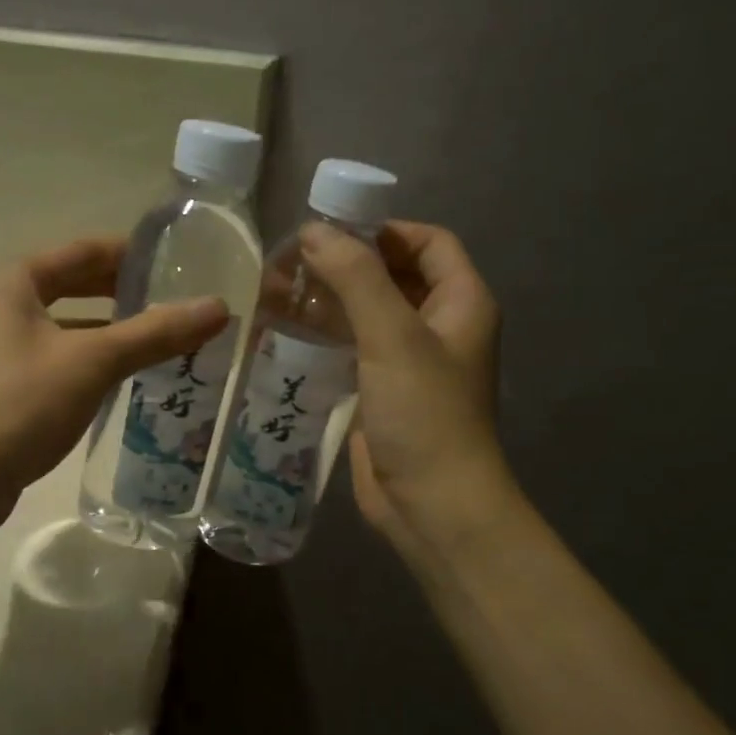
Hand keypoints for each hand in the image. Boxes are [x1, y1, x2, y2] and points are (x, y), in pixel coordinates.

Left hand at [0, 236, 228, 530]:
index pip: (83, 251)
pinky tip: (116, 383)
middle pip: (69, 287)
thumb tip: (219, 307)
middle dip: (121, 295)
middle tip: (174, 304)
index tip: (179, 263)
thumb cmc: (17, 405)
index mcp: (10, 280)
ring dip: (105, 334)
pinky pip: (48, 361)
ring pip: (59, 329)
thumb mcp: (91, 363)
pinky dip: (83, 364)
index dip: (132, 254)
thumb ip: (154, 333)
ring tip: (157, 343)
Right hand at [298, 221, 517, 562]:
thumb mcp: (393, 336)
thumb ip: (355, 278)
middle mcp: (438, 326)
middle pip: (391, 276)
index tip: (328, 233)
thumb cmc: (424, 414)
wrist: (430, 504)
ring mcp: (408, 362)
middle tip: (288, 264)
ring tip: (275, 295)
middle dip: (343, 265)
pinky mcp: (380, 392)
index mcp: (460, 303)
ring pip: (366, 314)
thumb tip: (312, 231)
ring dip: (326, 302)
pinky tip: (283, 335)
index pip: (427, 242)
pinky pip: (350, 350)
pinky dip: (321, 338)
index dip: (382, 230)